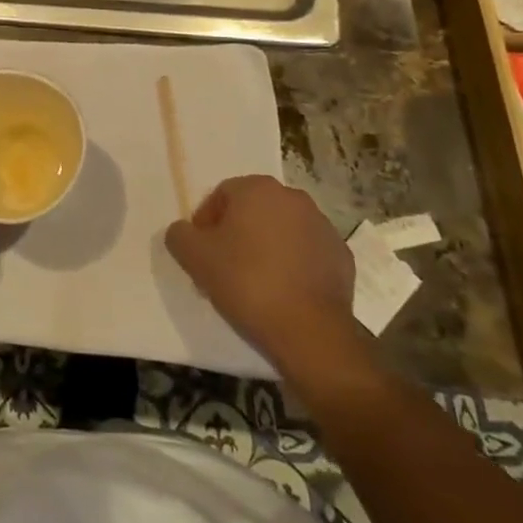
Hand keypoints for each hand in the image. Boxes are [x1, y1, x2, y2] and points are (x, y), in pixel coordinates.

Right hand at [165, 176, 361, 359]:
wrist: (310, 333)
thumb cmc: (247, 283)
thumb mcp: (194, 258)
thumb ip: (179, 235)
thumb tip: (183, 231)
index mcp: (258, 188)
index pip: (221, 195)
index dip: (206, 224)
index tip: (203, 254)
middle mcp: (293, 197)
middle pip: (253, 210)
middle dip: (237, 233)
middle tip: (225, 267)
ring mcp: (323, 226)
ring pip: (282, 231)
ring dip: (267, 248)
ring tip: (255, 284)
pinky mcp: (342, 257)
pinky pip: (307, 254)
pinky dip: (294, 266)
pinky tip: (284, 293)